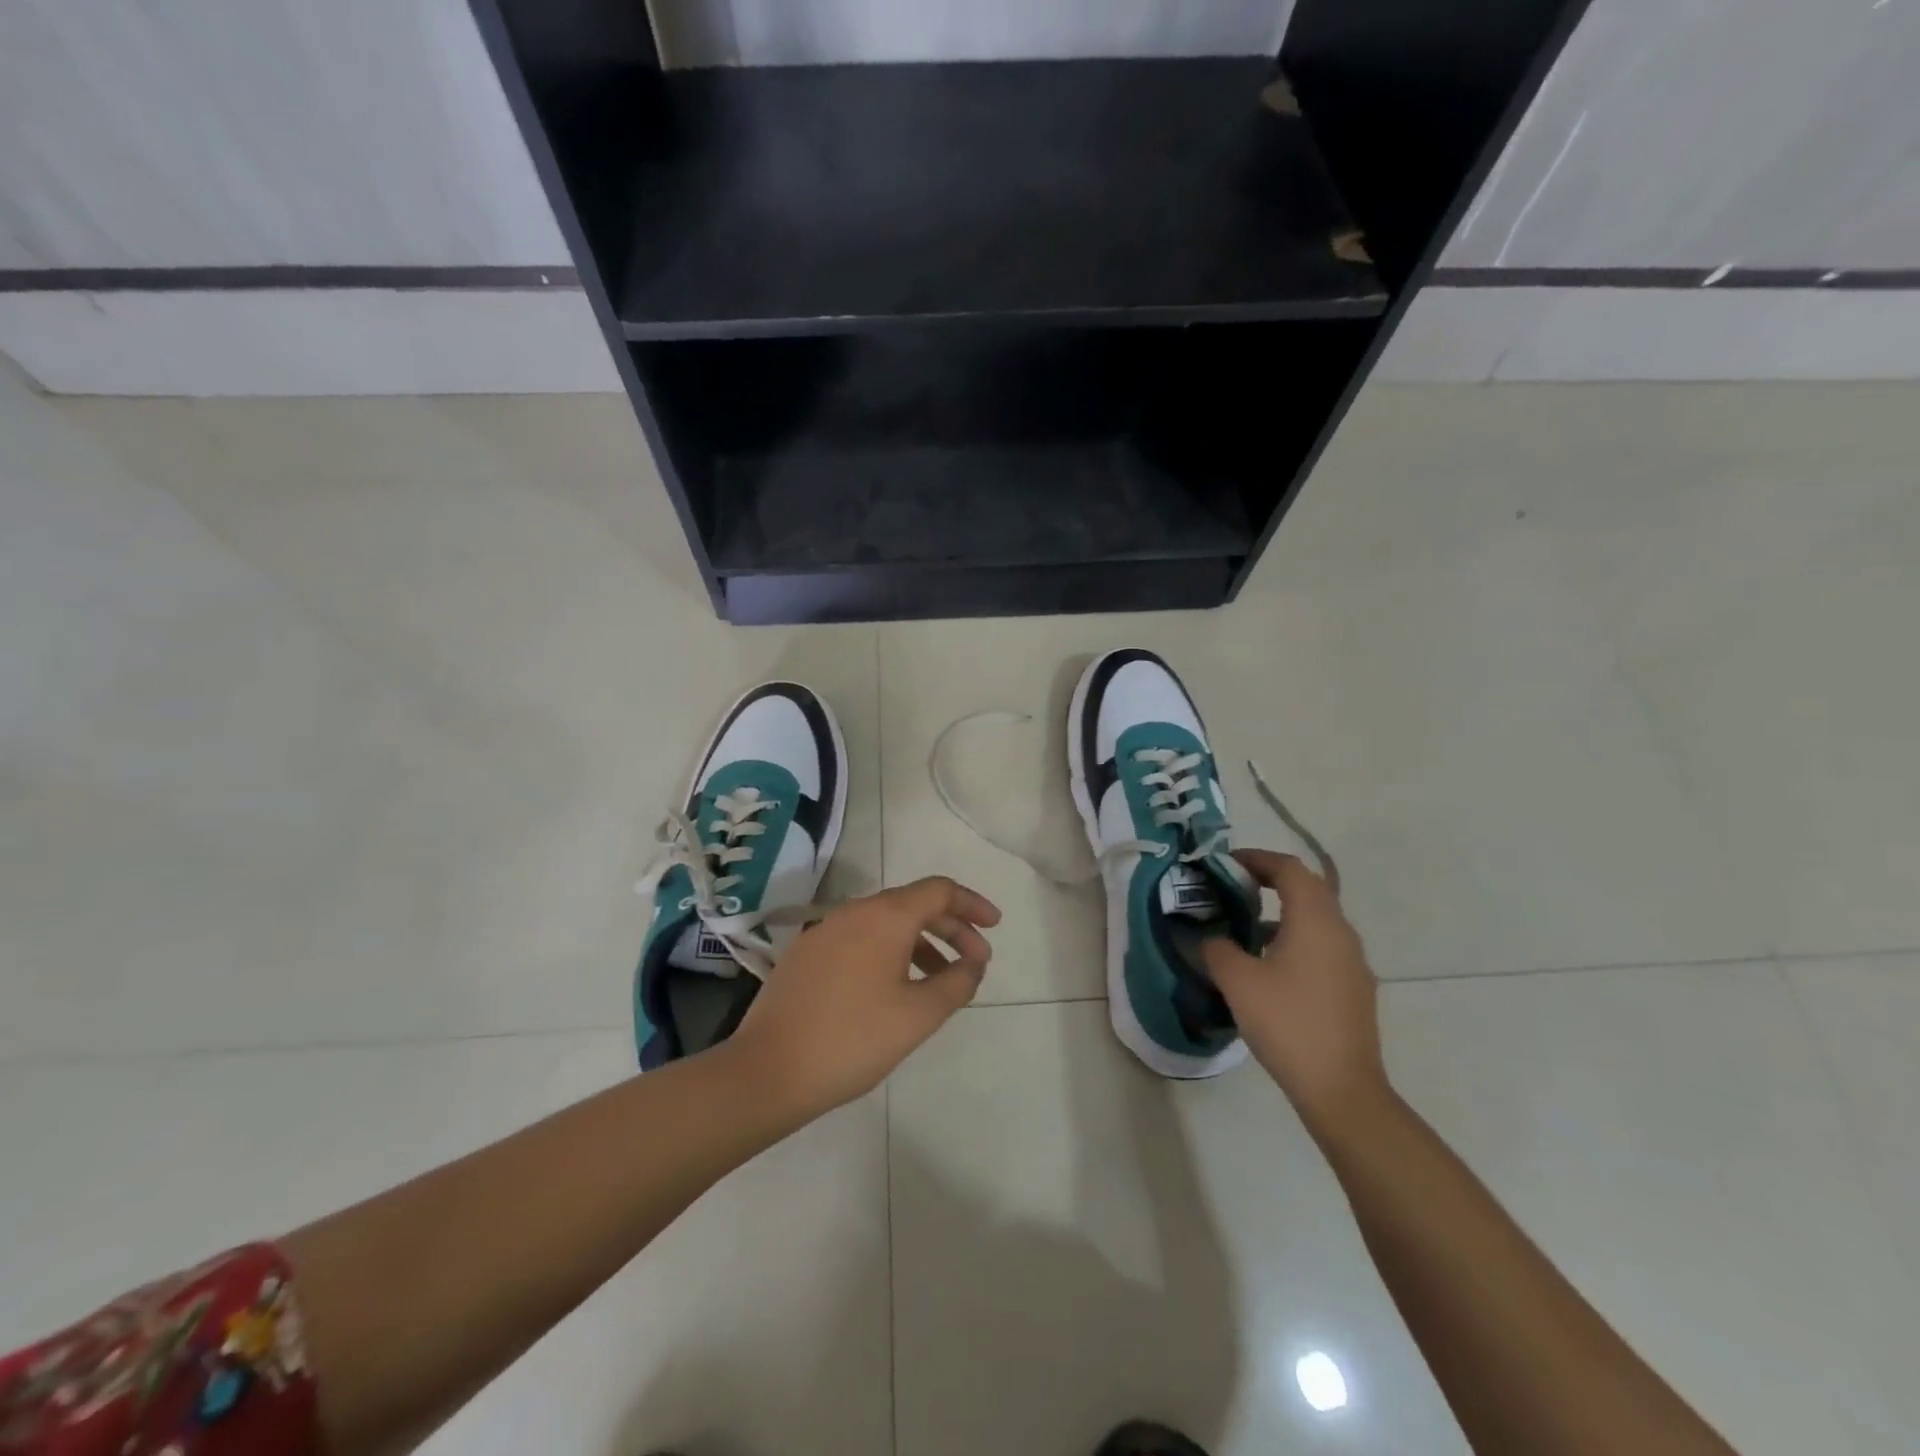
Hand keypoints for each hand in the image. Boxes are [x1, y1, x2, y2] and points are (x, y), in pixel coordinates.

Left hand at [735, 876, 1000, 1117]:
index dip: (972, 904)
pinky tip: (895, 988)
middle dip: (951, 927)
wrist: (768, 1070)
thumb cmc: (852, 1039)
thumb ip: (956, 983)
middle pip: (914, 904)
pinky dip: (890, 952)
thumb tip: (974, 963)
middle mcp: (855, 911)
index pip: (939, 890)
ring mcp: (826, 930)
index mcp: (885, 916)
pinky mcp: (807, 953)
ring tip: (941, 980)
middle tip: (977, 959)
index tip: (994, 926)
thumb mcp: (918, 1016)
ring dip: (921, 943)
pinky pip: (861, 939)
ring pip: (886, 923)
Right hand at [1201, 851, 1387, 1131]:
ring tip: (1244, 928)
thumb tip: (1210, 937)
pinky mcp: (1354, 988)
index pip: (1289, 868)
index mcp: (1315, 920)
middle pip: (1307, 889)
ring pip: (1316, 919)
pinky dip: (1294, 939)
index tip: (1226, 863)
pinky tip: (1268, 967)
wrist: (1341, 1089)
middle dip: (1269, 881)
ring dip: (1282, 912)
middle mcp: (1340, 932)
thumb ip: (1217, 948)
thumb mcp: (1238, 981)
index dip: (1256, 858)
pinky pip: (1322, 946)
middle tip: (1233, 887)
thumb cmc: (1287, 1023)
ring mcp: (1352, 962)